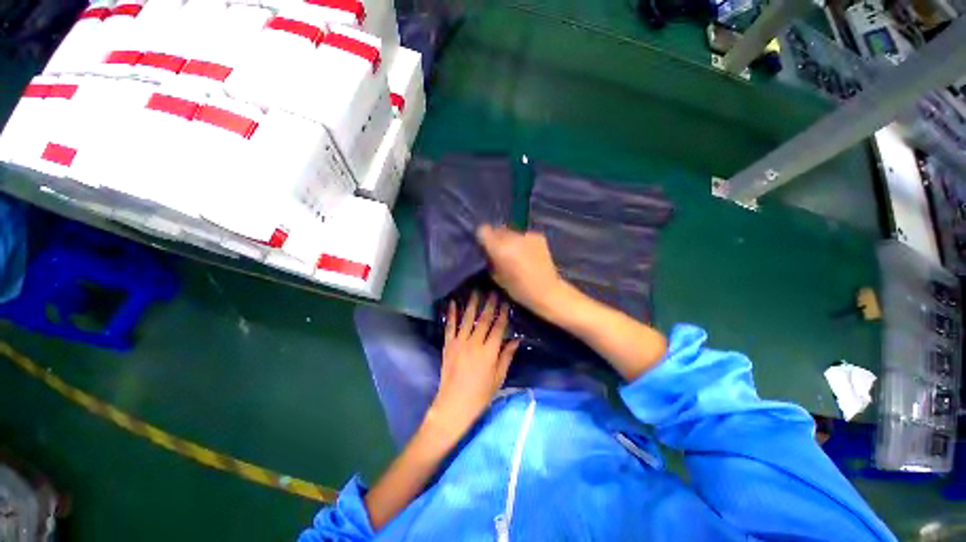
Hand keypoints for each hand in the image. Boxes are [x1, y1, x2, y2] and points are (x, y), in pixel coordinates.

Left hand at [426, 292, 519, 442]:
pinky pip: (450, 326)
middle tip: (493, 291)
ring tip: (476, 291)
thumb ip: (507, 356)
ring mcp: (460, 342)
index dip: (503, 313)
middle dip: (490, 304)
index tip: (506, 301)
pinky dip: (451, 314)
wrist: (454, 405)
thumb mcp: (499, 378)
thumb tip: (516, 339)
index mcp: (490, 351)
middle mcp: (475, 343)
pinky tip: (453, 302)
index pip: (499, 327)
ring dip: (472, 304)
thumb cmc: (480, 394)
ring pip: (467, 318)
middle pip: (484, 319)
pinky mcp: (448, 345)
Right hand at [476, 225, 566, 316]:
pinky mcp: (538, 236)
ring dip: (510, 239)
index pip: (483, 230)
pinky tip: (528, 253)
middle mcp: (512, 238)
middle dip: (496, 238)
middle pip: (498, 229)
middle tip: (500, 249)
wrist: (546, 291)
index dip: (483, 236)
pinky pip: (524, 235)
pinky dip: (523, 241)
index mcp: (499, 248)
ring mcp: (527, 235)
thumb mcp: (497, 277)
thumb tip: (487, 251)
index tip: (484, 244)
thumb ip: (490, 260)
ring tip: (515, 252)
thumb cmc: (519, 289)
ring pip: (511, 231)